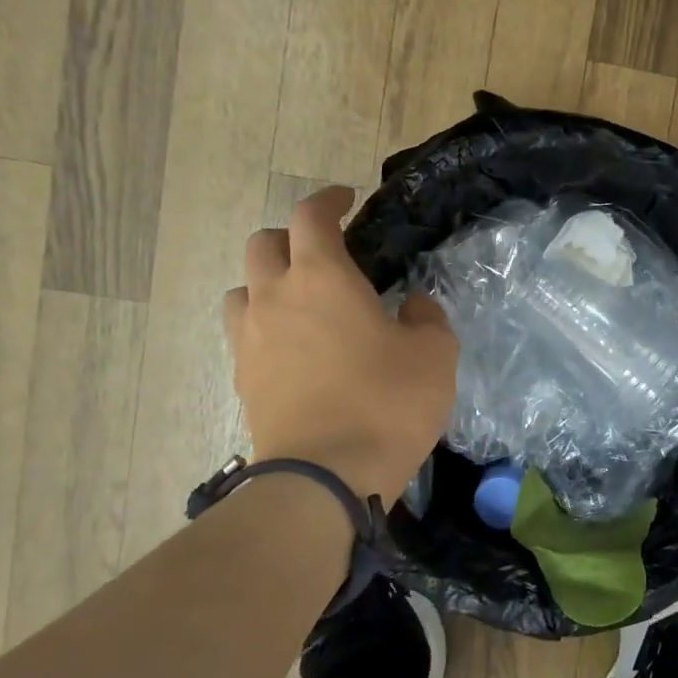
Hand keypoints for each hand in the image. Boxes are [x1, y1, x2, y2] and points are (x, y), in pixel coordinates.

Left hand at [224, 186, 457, 502]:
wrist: (324, 478)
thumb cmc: (386, 404)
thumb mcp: (435, 355)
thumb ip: (426, 318)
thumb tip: (409, 306)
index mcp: (322, 277)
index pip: (311, 216)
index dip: (328, 199)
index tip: (346, 199)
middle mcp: (275, 297)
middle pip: (263, 244)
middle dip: (292, 238)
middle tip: (323, 254)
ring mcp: (251, 339)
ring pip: (243, 288)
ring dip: (267, 282)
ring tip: (300, 302)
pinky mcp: (242, 378)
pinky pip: (244, 333)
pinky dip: (264, 326)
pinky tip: (293, 349)